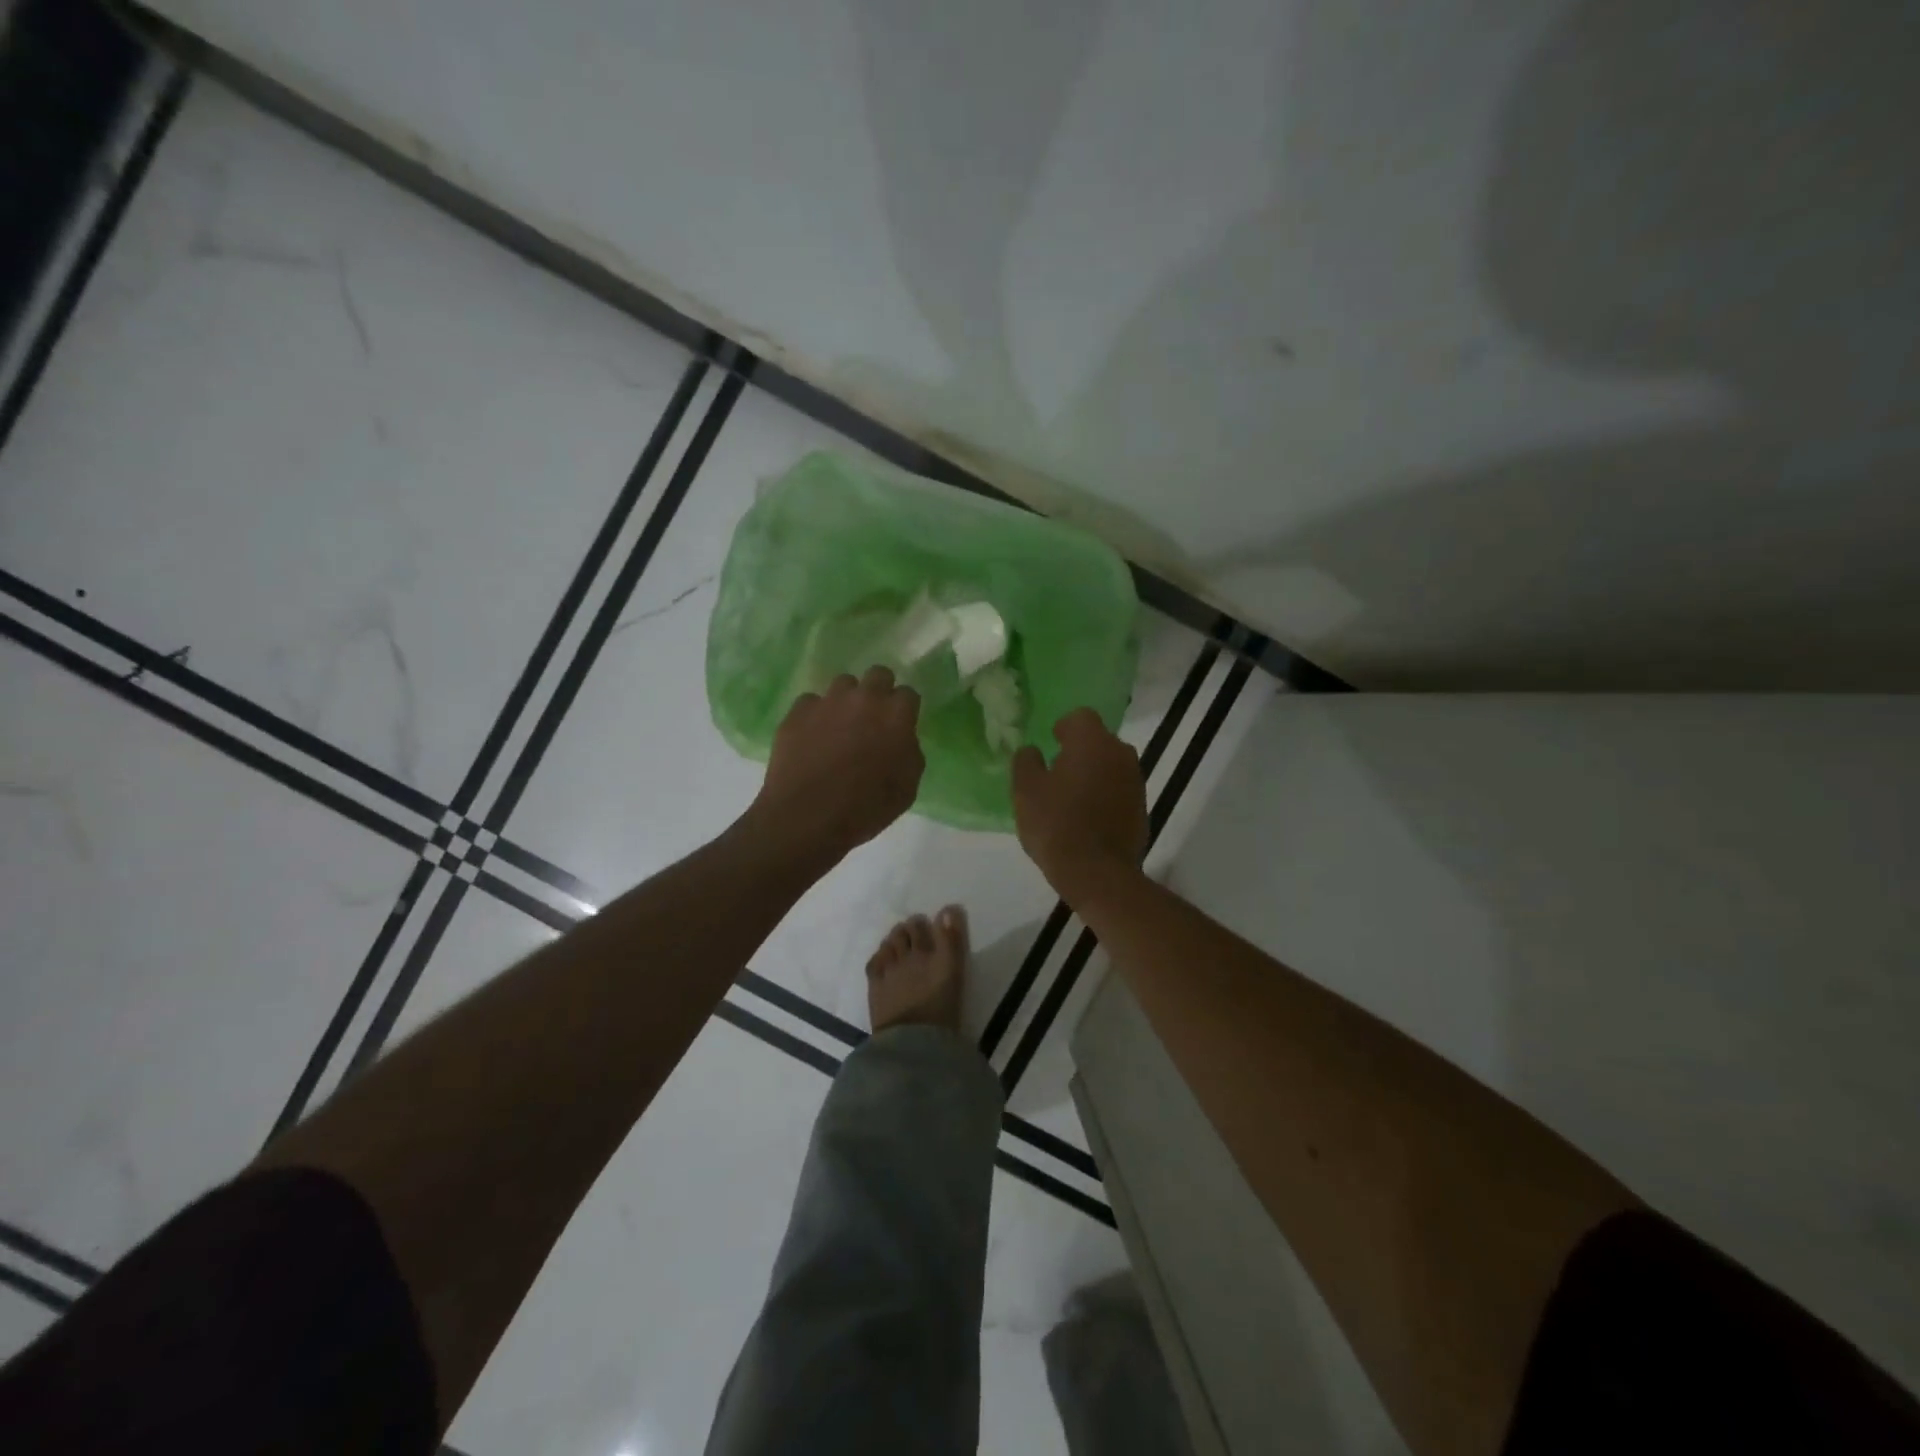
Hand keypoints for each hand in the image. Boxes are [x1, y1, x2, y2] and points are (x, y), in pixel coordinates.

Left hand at [748, 667, 924, 864]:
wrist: (806, 817)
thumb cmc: (865, 808)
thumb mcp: (907, 788)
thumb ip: (910, 754)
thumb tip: (902, 740)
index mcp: (896, 715)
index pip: (909, 693)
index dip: (905, 709)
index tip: (900, 726)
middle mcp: (864, 698)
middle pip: (878, 674)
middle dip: (879, 691)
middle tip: (873, 718)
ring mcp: (827, 701)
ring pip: (843, 684)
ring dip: (847, 700)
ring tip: (840, 727)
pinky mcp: (797, 712)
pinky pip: (811, 702)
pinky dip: (815, 715)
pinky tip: (812, 738)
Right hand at [1012, 708, 1147, 903]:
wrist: (1098, 873)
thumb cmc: (1056, 824)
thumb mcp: (1026, 791)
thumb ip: (1026, 762)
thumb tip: (1032, 751)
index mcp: (1092, 741)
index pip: (1080, 717)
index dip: (1063, 728)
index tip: (1050, 744)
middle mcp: (1120, 753)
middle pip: (1098, 741)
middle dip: (1079, 751)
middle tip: (1056, 773)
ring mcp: (1136, 781)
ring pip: (1110, 765)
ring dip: (1094, 774)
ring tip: (1071, 798)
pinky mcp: (1142, 807)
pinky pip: (1119, 790)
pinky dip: (1105, 796)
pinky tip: (1087, 818)